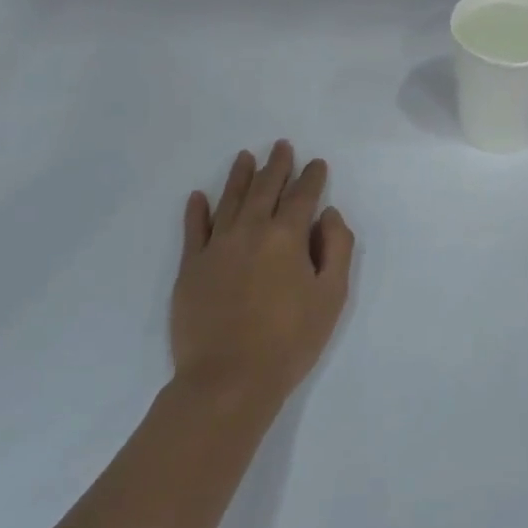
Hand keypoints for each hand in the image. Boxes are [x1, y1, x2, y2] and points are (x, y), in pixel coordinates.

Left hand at [171, 141, 354, 405]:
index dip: (311, 177)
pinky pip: (194, 230)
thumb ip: (336, 248)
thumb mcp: (331, 296)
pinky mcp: (191, 268)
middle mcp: (250, 231)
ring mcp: (216, 248)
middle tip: (281, 146)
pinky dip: (197, 211)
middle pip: (264, 190)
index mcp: (287, 236)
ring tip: (245, 157)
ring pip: (229, 201)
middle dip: (276, 166)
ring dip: (239, 177)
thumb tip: (328, 215)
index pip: (302, 196)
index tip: (316, 163)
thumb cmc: (290, 340)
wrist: (228, 380)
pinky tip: (199, 197)